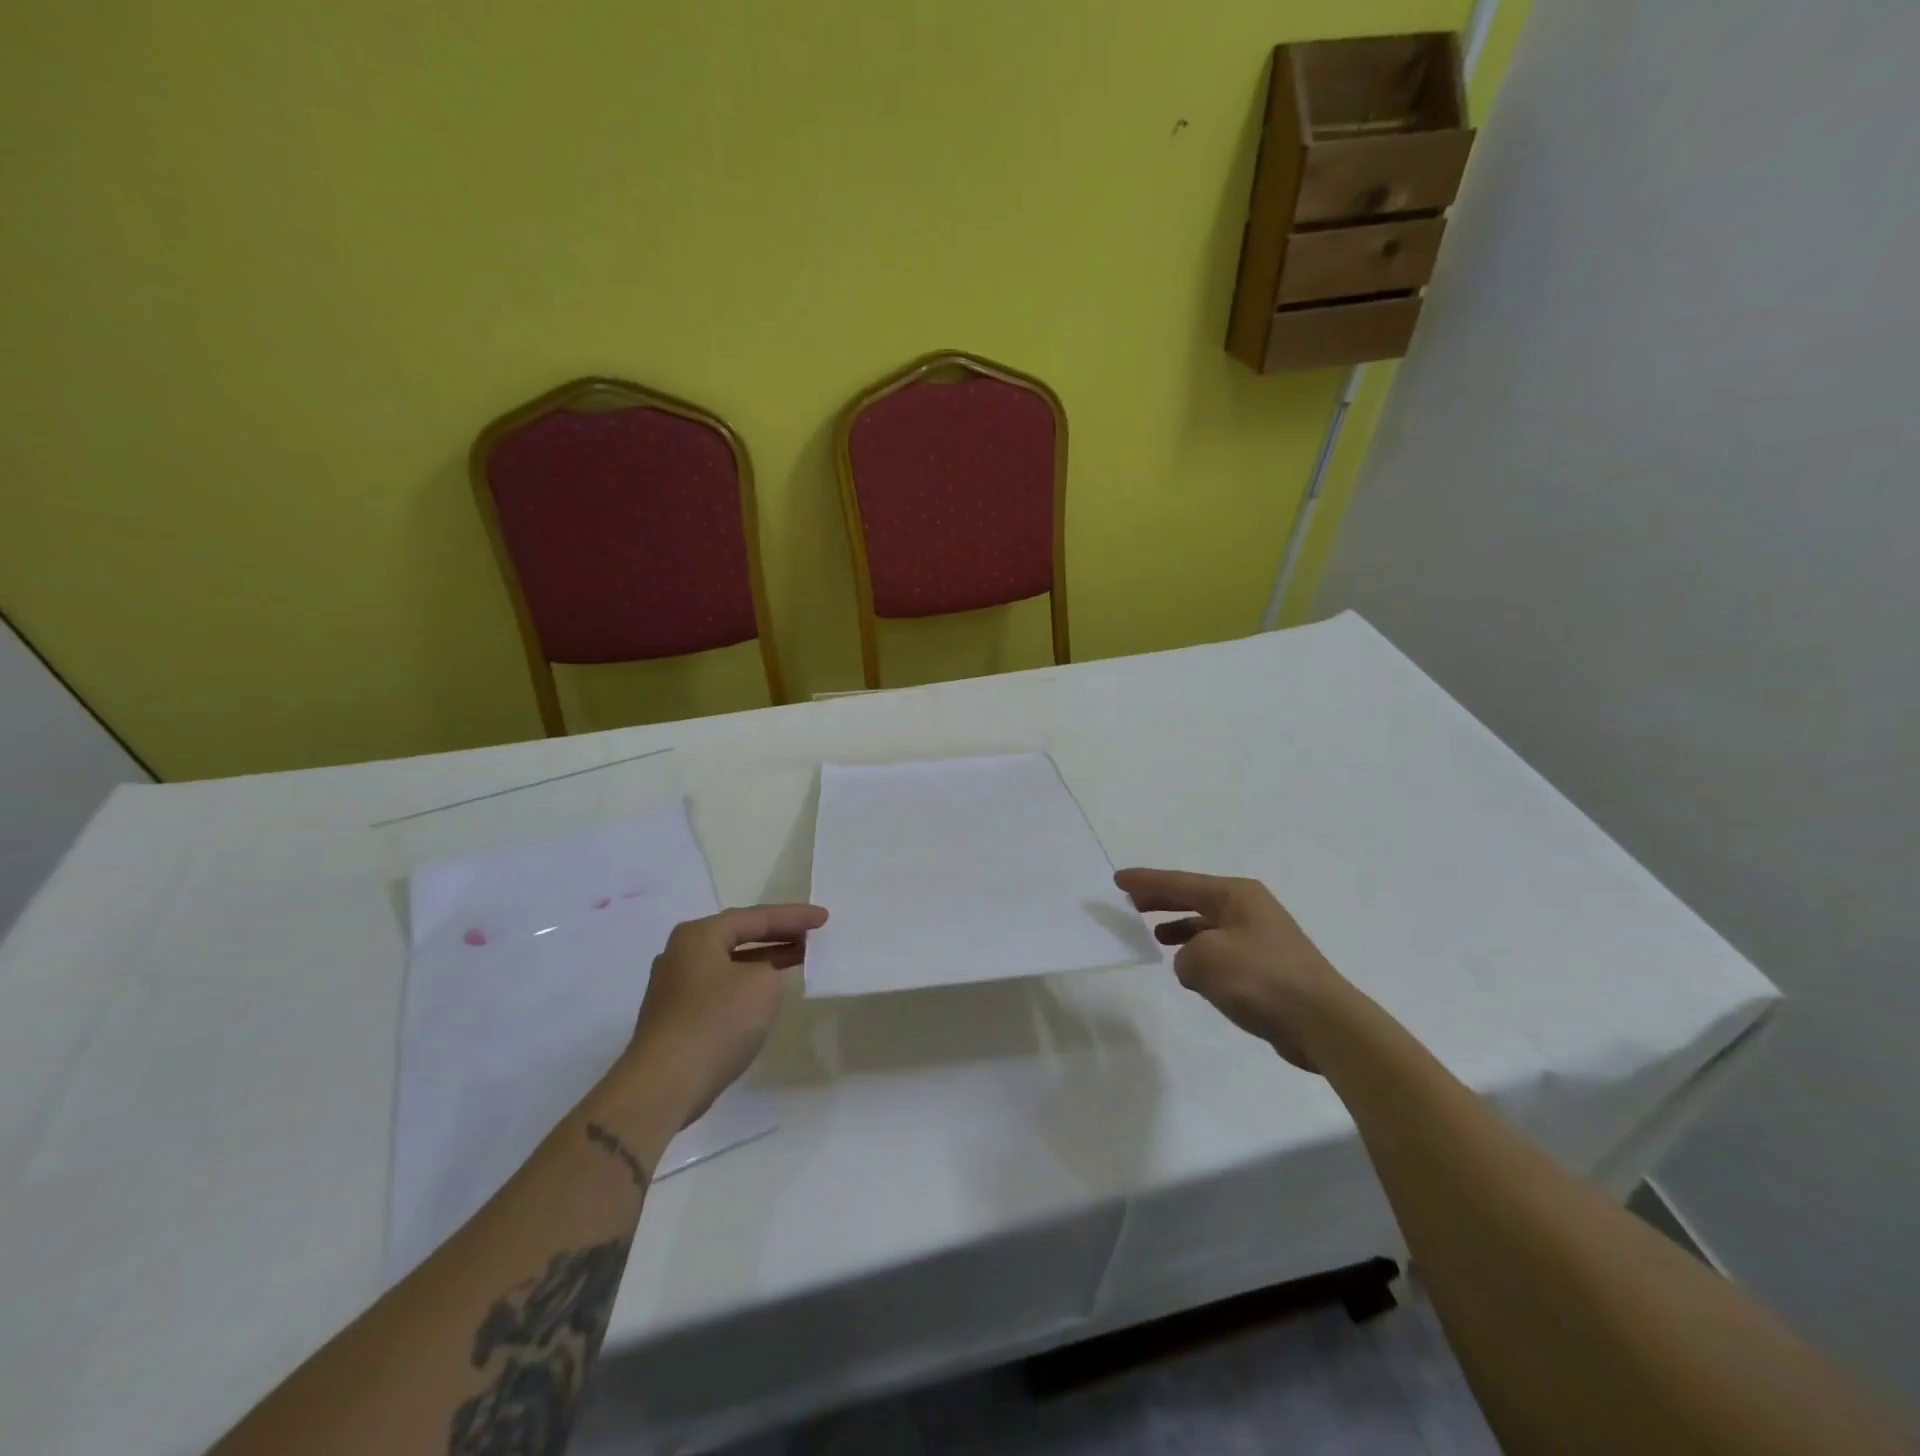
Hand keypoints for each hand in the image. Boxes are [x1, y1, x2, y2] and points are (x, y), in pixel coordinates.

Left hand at [623, 902, 827, 1123]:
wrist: (664, 1085)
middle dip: (778, 936)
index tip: (823, 918)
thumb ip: (771, 969)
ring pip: (730, 964)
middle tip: (812, 936)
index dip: (794, 917)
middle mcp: (681, 954)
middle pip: (739, 937)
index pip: (756, 917)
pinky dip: (747, 985)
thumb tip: (759, 978)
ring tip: (798, 960)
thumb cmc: (716, 1022)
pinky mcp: (676, 1018)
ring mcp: (675, 988)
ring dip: (764, 962)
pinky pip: (721, 989)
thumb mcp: (763, 985)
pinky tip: (767, 995)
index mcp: (699, 935)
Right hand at [1115, 869, 1349, 1071]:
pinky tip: (1188, 970)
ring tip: (1154, 936)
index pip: (1179, 882)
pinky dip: (1199, 954)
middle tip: (1131, 902)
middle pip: (1193, 898)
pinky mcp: (1267, 966)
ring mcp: (1260, 937)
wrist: (1323, 1022)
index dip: (1146, 881)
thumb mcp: (1205, 959)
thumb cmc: (1260, 979)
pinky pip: (1220, 950)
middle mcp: (1248, 908)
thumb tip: (1193, 965)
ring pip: (1207, 925)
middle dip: (1161, 900)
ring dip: (1180, 928)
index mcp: (1235, 895)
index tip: (1118, 879)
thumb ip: (1183, 955)